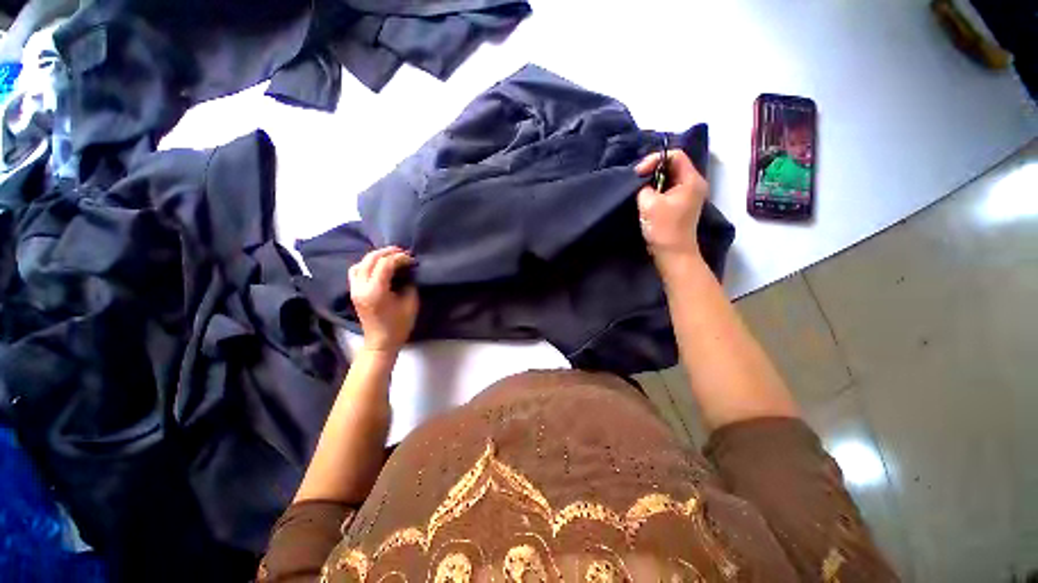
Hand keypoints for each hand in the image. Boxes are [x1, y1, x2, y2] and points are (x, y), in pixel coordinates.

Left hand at [349, 247, 418, 352]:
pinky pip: (356, 270)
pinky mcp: (354, 291)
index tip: (412, 260)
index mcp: (375, 291)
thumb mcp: (410, 303)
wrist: (380, 342)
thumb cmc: (399, 325)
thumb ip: (409, 284)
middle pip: (370, 259)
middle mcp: (361, 287)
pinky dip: (367, 264)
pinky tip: (378, 266)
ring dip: (376, 256)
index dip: (400, 258)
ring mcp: (354, 289)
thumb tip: (408, 271)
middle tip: (403, 252)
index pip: (385, 264)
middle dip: (388, 252)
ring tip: (391, 257)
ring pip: (361, 263)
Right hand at [635, 149, 708, 265]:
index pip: (675, 156)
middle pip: (673, 165)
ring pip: (669, 177)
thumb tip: (642, 184)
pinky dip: (656, 189)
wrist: (673, 253)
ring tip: (639, 187)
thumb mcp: (649, 204)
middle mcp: (694, 184)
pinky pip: (668, 189)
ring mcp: (688, 195)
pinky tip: (645, 196)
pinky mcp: (681, 204)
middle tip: (636, 179)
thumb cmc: (664, 229)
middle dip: (653, 169)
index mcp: (691, 180)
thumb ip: (644, 187)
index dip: (655, 159)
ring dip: (653, 180)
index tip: (638, 173)